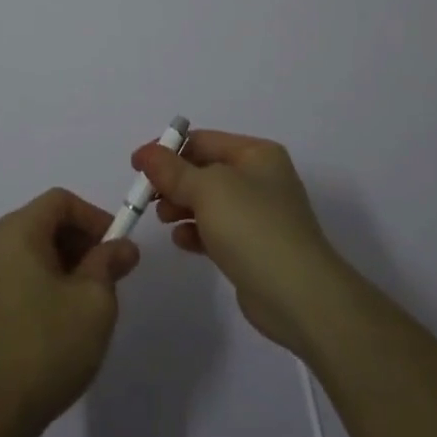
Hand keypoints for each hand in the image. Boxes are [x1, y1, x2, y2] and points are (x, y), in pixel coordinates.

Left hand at [0, 189, 140, 436]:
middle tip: (107, 275)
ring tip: (86, 300)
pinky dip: (40, 279)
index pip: (60, 201)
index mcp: (15, 232)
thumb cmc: (47, 348)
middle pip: (42, 221)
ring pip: (29, 248)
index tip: (117, 248)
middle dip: (80, 241)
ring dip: (62, 262)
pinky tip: (57, 317)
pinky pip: (14, 272)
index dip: (94, 217)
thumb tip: (122, 247)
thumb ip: (109, 263)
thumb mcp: (94, 302)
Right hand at [135, 130, 348, 354]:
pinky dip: (196, 232)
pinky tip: (182, 242)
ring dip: (181, 206)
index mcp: (257, 154)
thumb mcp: (208, 189)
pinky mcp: (254, 248)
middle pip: (204, 170)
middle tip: (147, 198)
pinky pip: (216, 230)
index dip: (168, 150)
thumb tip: (146, 154)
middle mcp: (260, 179)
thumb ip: (172, 170)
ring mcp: (259, 215)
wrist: (299, 296)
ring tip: (164, 220)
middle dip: (173, 181)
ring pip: (208, 202)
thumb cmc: (253, 228)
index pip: (203, 141)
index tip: (137, 167)